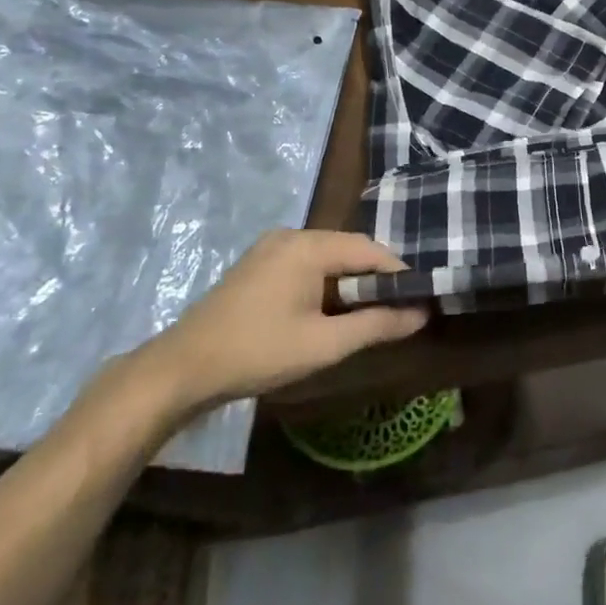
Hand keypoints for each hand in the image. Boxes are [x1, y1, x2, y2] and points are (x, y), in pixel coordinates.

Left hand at [139, 229, 426, 412]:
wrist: (183, 368)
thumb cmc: (259, 352)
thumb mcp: (325, 344)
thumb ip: (377, 324)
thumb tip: (422, 314)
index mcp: (308, 246)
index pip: (370, 249)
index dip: (398, 273)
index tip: (419, 299)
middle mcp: (291, 236)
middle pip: (348, 249)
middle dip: (374, 279)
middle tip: (396, 311)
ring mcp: (270, 248)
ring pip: (327, 258)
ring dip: (349, 283)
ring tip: (368, 315)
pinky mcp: (257, 265)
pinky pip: (305, 265)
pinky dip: (325, 284)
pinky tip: (329, 312)